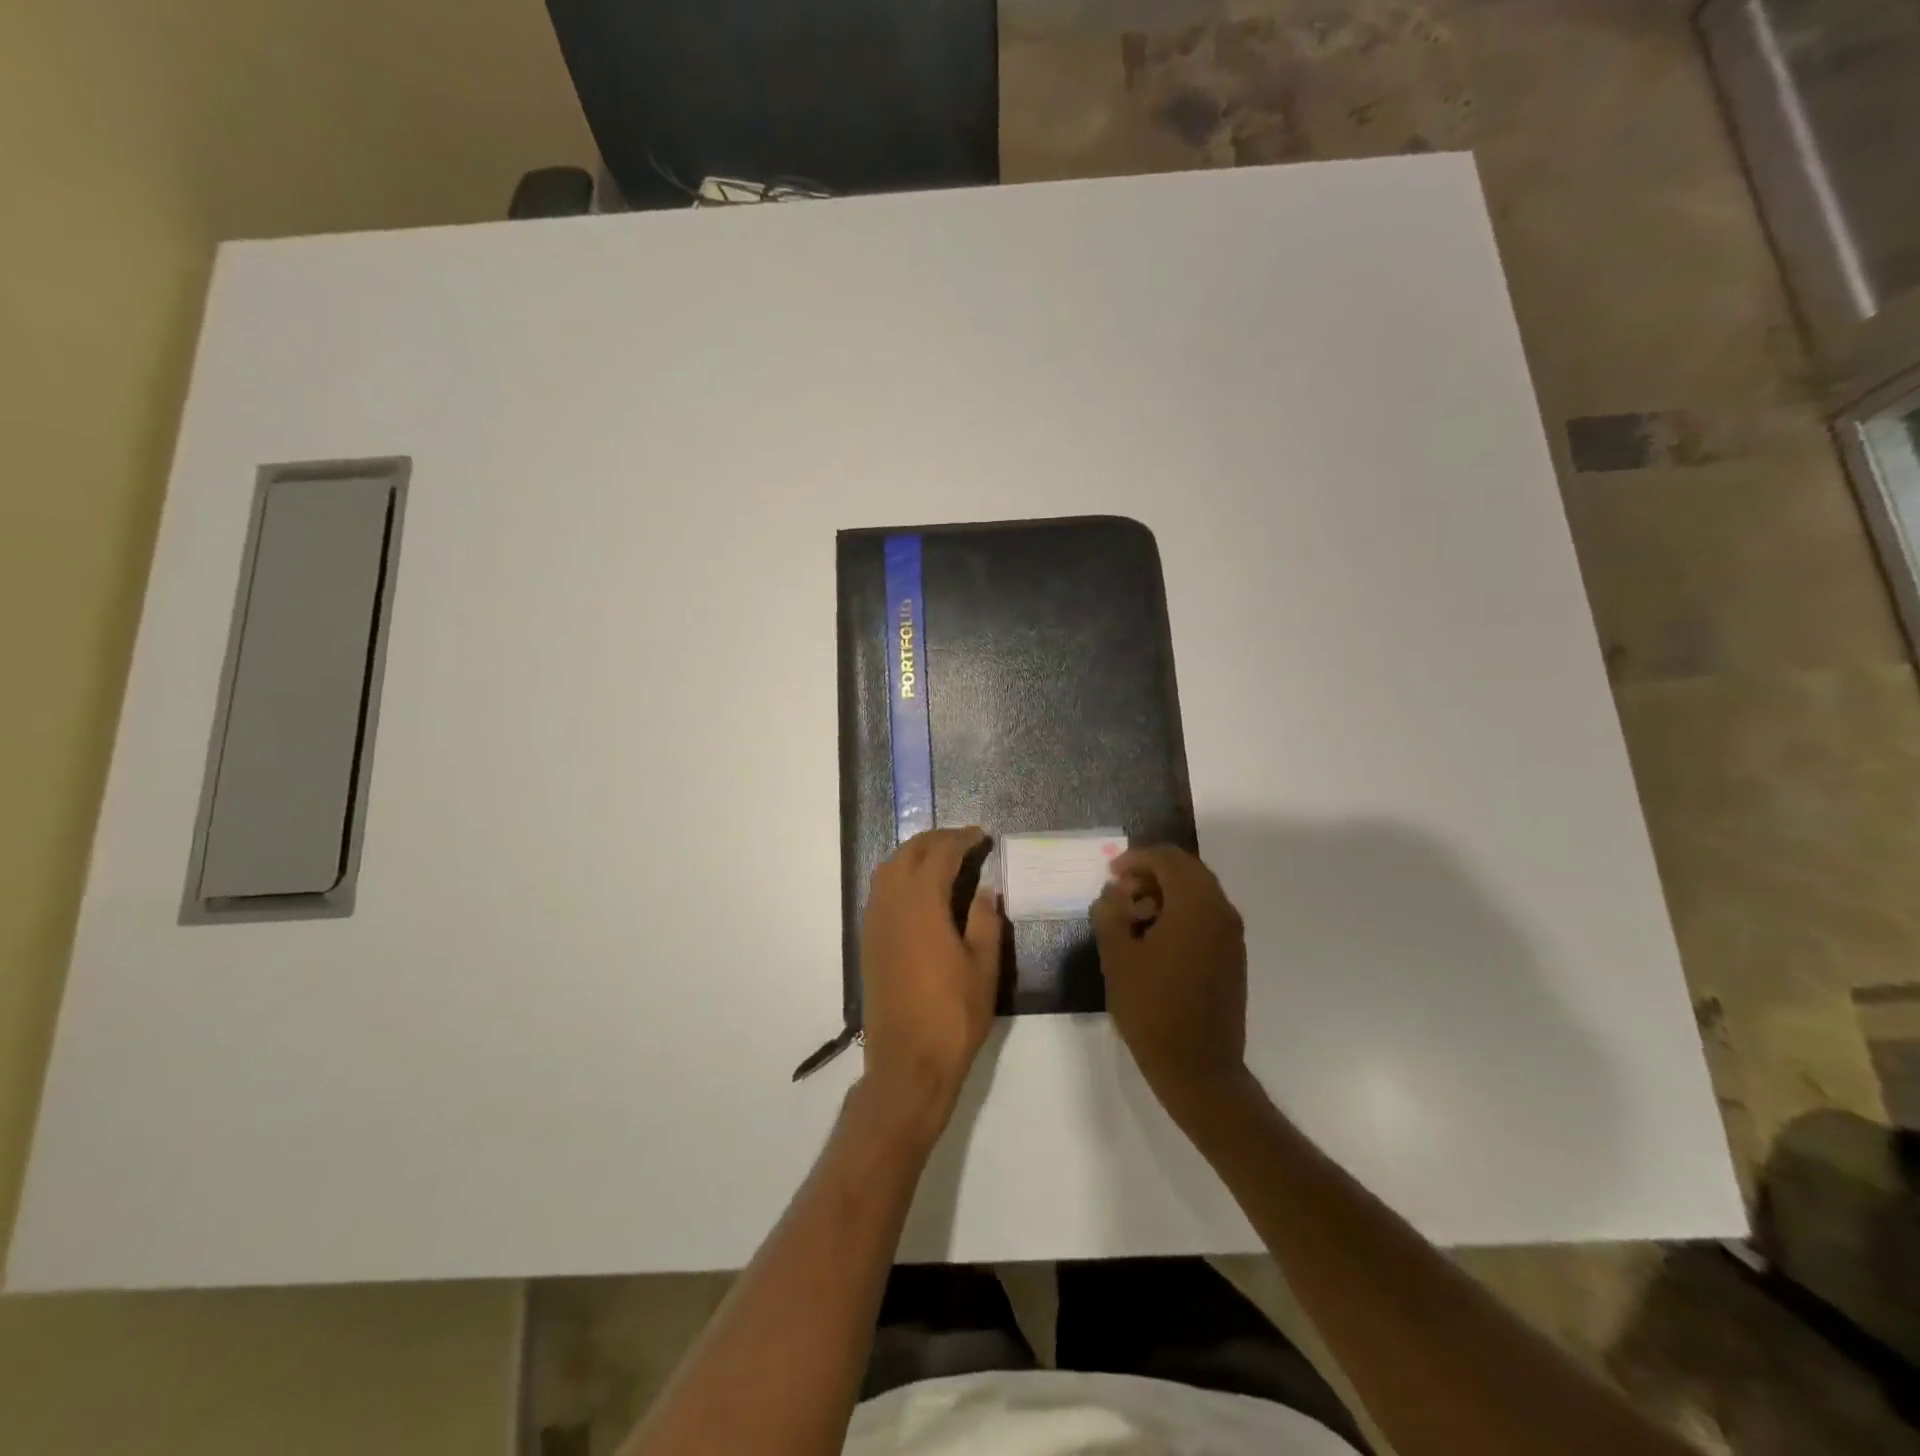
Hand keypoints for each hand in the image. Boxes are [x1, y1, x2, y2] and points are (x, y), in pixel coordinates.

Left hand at [859, 828, 1004, 1124]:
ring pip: (889, 868)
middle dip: (937, 840)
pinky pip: (881, 890)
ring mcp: (874, 921)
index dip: (962, 839)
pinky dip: (900, 875)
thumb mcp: (983, 966)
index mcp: (922, 902)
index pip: (941, 853)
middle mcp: (891, 902)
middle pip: (909, 853)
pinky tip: (920, 890)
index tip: (982, 835)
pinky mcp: (868, 940)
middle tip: (965, 841)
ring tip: (943, 859)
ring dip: (914, 854)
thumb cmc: (953, 1014)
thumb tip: (986, 888)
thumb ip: (985, 920)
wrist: (907, 1062)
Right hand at [1092, 845, 1248, 1113]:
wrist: (1198, 1068)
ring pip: (1197, 893)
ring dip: (1164, 894)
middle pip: (1186, 871)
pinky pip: (1206, 916)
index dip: (1136, 858)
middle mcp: (1221, 912)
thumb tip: (1113, 893)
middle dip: (1150, 874)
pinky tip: (1153, 939)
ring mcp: (1231, 936)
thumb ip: (1110, 913)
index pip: (1168, 859)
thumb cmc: (1152, 1009)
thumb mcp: (1117, 957)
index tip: (1110, 874)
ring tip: (1132, 918)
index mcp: (1195, 906)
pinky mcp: (1232, 957)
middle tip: (1119, 892)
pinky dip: (1179, 913)